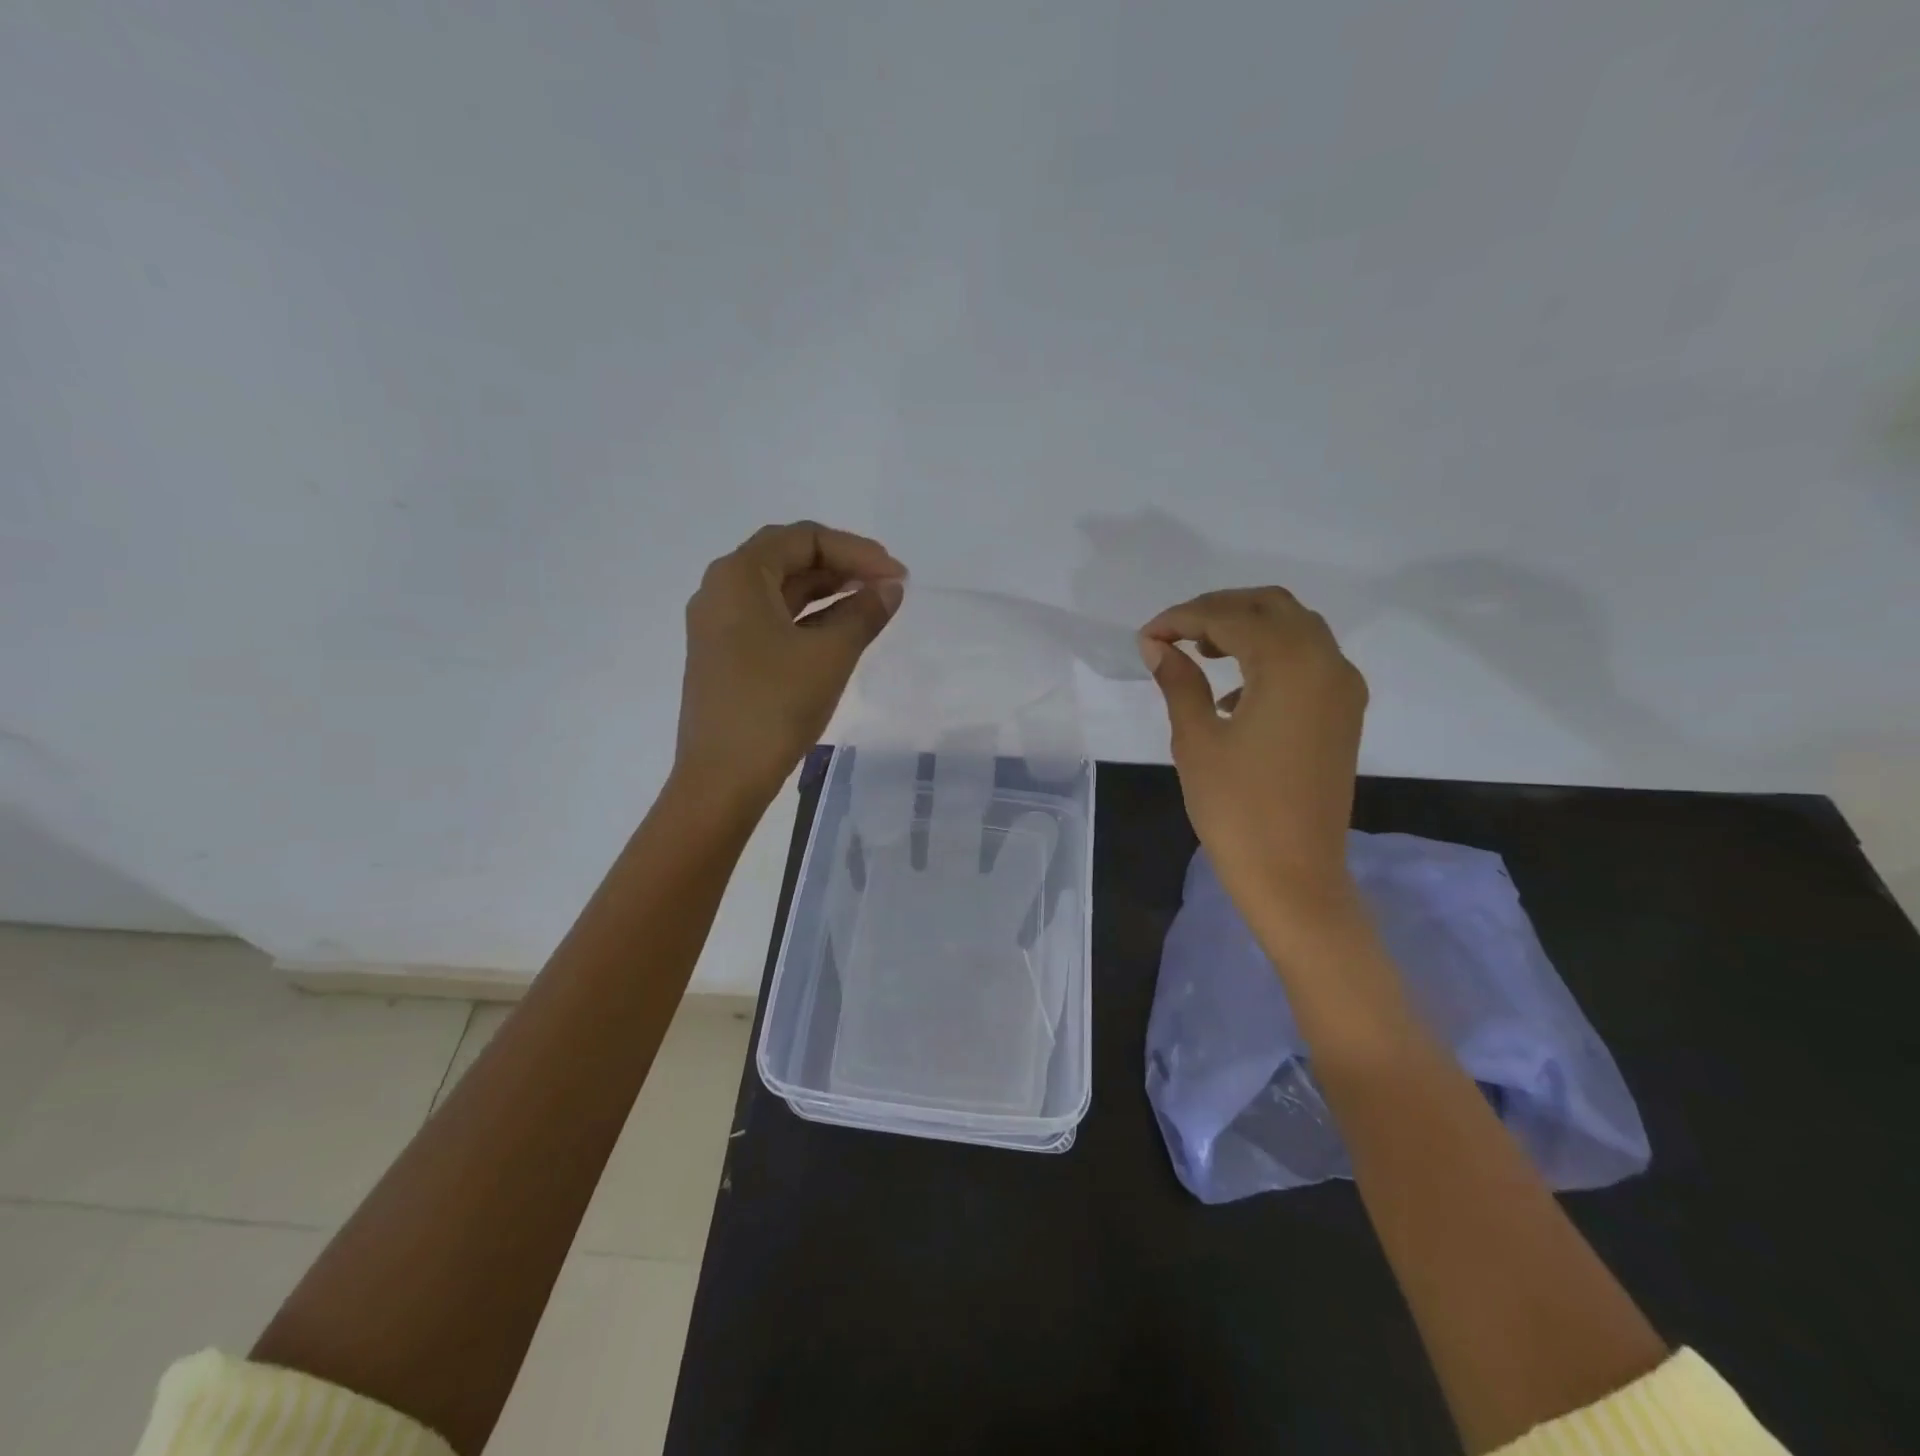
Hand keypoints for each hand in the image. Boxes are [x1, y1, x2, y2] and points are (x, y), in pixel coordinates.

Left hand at [674, 521, 905, 811]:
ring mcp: (720, 625)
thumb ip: (864, 614)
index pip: (804, 539)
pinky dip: (809, 619)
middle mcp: (722, 590)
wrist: (722, 778)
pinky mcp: (726, 655)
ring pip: (781, 591)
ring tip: (873, 603)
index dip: (856, 551)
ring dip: (828, 592)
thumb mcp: (830, 655)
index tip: (896, 576)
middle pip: (789, 559)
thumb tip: (891, 589)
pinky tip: (842, 630)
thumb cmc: (774, 706)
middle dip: (843, 567)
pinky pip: (772, 620)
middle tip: (889, 585)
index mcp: (738, 576)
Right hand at [1139, 587, 1369, 946]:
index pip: (1230, 617)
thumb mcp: (1196, 739)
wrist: (1293, 874)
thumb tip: (1157, 645)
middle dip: (1219, 610)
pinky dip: (1270, 655)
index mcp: (1290, 664)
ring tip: (1199, 653)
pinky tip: (1233, 691)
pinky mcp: (1343, 712)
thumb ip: (1179, 681)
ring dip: (1247, 628)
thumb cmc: (1236, 808)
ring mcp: (1342, 687)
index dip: (1182, 618)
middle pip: (1271, 606)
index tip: (1146, 636)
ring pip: (1294, 628)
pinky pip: (1309, 659)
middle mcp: (1326, 662)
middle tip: (1174, 635)